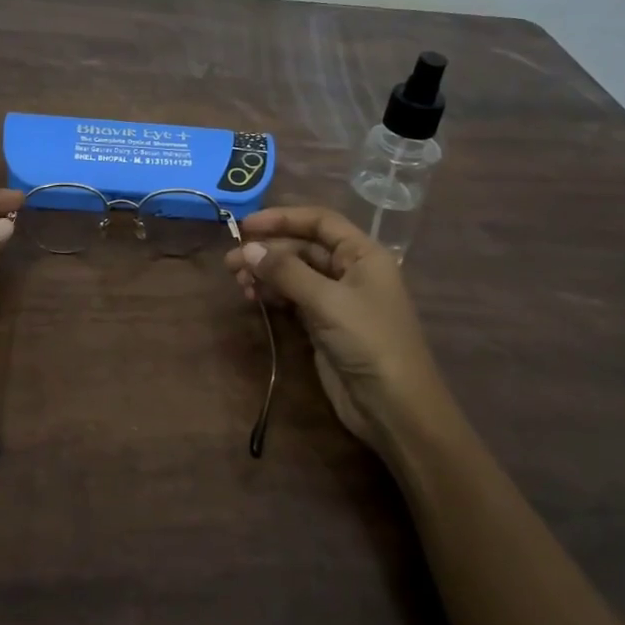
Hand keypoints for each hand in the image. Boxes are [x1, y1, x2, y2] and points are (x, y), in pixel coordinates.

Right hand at [225, 206, 456, 454]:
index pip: (320, 222)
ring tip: (239, 283)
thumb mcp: (327, 301)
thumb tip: (248, 248)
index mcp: (363, 254)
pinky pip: (294, 299)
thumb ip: (286, 272)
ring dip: (267, 274)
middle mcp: (351, 271)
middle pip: (303, 248)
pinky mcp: (324, 326)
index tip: (247, 225)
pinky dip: (273, 295)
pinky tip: (254, 298)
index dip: (283, 219)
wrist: (393, 406)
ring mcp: (337, 300)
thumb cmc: (369, 341)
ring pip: (295, 274)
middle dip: (268, 251)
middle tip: (231, 262)